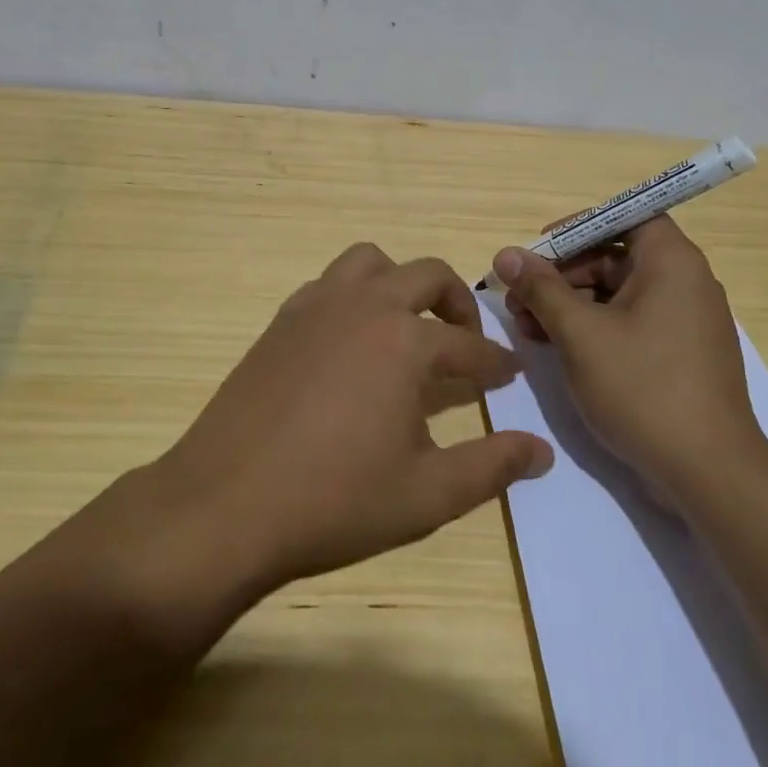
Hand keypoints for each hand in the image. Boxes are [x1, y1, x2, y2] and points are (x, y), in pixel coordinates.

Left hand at [151, 243, 553, 596]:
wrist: (225, 504)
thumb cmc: (334, 501)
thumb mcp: (427, 494)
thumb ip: (491, 466)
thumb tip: (542, 450)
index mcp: (405, 342)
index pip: (469, 346)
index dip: (495, 364)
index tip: (510, 375)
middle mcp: (364, 307)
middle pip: (427, 275)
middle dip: (458, 303)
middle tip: (467, 341)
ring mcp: (316, 306)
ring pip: (370, 262)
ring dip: (399, 283)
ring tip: (407, 327)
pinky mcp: (281, 320)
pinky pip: (328, 285)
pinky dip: (353, 296)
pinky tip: (351, 342)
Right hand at [492, 216, 767, 500]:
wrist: (709, 475)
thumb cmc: (643, 388)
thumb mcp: (580, 334)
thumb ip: (541, 289)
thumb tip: (507, 254)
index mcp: (671, 263)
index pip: (624, 217)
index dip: (578, 227)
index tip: (539, 250)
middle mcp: (684, 284)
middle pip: (614, 257)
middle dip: (562, 274)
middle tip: (518, 297)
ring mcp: (684, 323)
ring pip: (617, 294)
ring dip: (569, 304)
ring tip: (526, 327)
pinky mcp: (678, 356)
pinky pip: (629, 324)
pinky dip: (592, 329)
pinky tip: (554, 347)